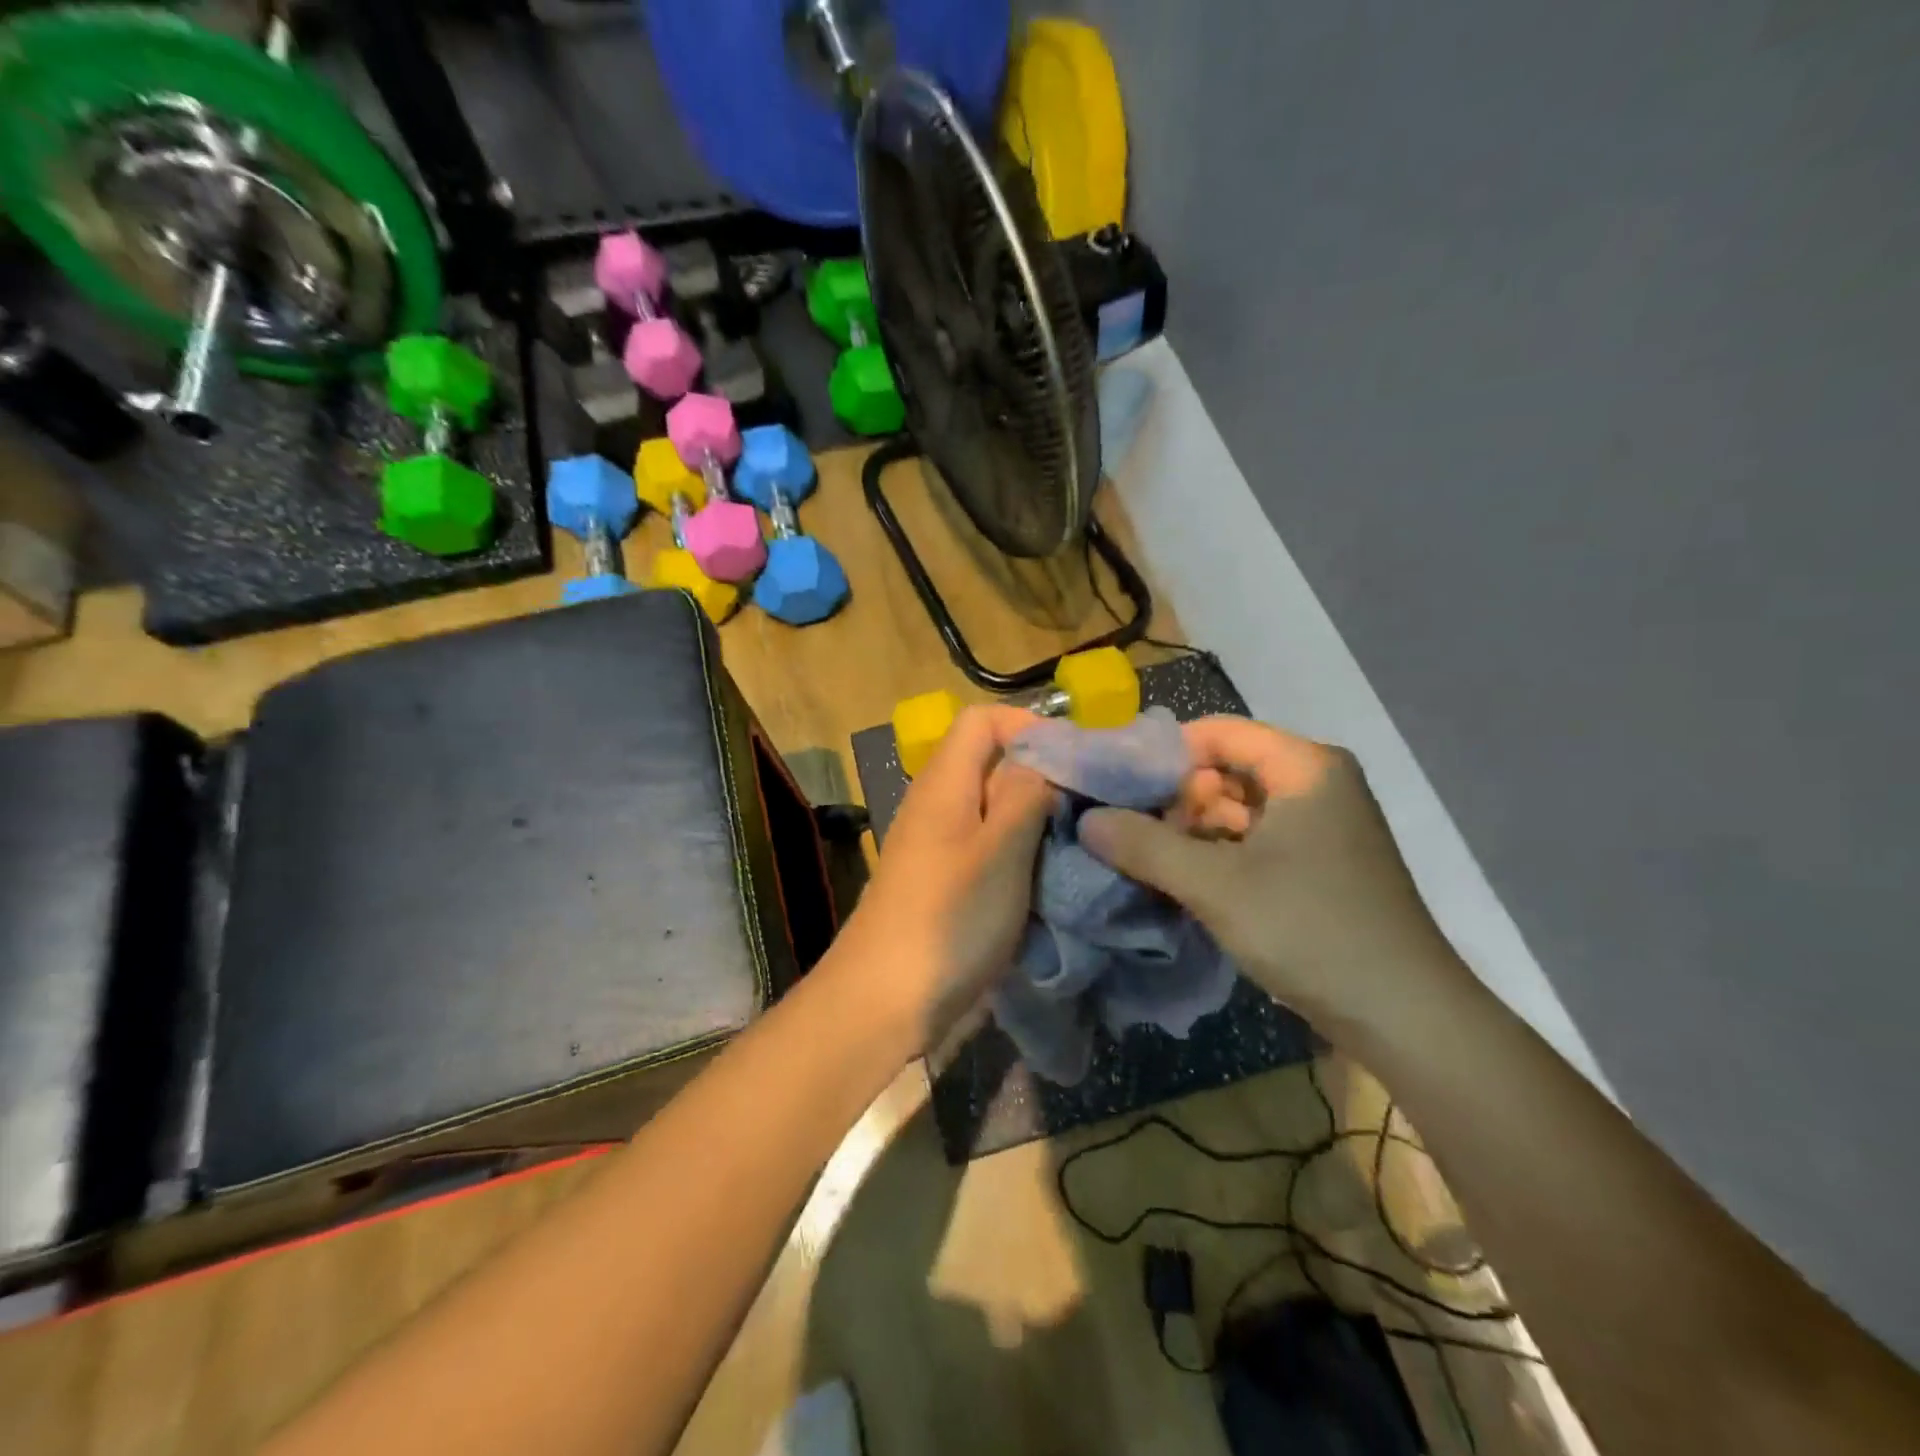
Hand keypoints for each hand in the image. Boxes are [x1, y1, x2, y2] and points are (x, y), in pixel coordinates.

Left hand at [833, 706, 1053, 1053]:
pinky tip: (1053, 877)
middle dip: (1043, 776)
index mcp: (945, 783)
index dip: (1029, 726)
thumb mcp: (999, 850)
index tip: (1076, 760)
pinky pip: (991, 849)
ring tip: (1081, 840)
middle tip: (1092, 804)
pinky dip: (1024, 854)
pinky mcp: (949, 883)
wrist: (885, 1002)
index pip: (982, 720)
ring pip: (997, 810)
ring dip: (1038, 820)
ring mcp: (942, 846)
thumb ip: (1026, 794)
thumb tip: (1045, 757)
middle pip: (993, 764)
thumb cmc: (947, 920)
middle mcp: (939, 804)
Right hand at [1078, 716, 1463, 1036]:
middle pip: (1224, 769)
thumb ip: (1145, 846)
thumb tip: (1087, 820)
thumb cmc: (1311, 930)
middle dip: (1172, 799)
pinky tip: (1177, 880)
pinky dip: (1213, 855)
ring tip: (1139, 858)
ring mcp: (1318, 826)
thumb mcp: (1216, 885)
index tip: (1113, 785)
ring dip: (1188, 832)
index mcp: (1303, 766)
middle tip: (1123, 831)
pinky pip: (1251, 841)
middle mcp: (1315, 784)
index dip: (1160, 754)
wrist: (1405, 1017)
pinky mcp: (1315, 864)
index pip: (1216, 732)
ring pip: (1235, 809)